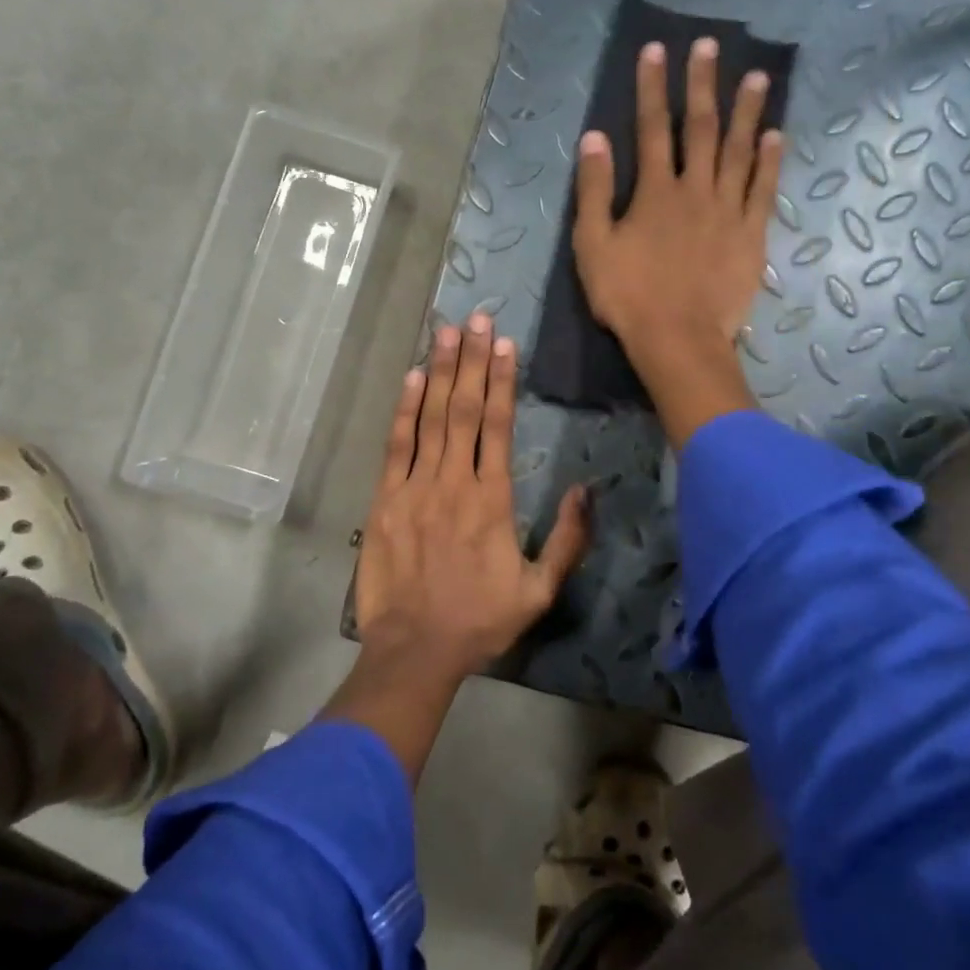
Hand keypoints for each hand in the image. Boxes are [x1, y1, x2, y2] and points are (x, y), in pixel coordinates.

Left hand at [353, 313, 590, 681]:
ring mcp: (415, 487)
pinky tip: (412, 377)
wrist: (415, 650)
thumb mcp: (539, 591)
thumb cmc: (481, 620)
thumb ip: (567, 539)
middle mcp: (454, 481)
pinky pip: (396, 445)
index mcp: (492, 499)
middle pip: (465, 408)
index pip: (498, 425)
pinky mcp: (385, 499)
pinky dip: (404, 409)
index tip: (505, 344)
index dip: (502, 380)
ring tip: (447, 331)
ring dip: (440, 371)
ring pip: (431, 417)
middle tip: (477, 318)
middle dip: (472, 359)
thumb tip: (585, 489)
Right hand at [572, 37, 781, 446]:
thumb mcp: (593, 246)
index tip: (656, 50)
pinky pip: (764, 190)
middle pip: (699, 128)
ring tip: (756, 75)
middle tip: (709, 45)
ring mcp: (728, 211)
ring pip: (739, 151)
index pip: (651, 128)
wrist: (678, 340)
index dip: (651, 87)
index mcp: (654, 192)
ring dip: (746, 111)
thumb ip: (594, 191)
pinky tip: (777, 135)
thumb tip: (594, 139)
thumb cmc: (628, 296)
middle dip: (701, 84)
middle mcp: (695, 190)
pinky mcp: (752, 235)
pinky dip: (770, 161)